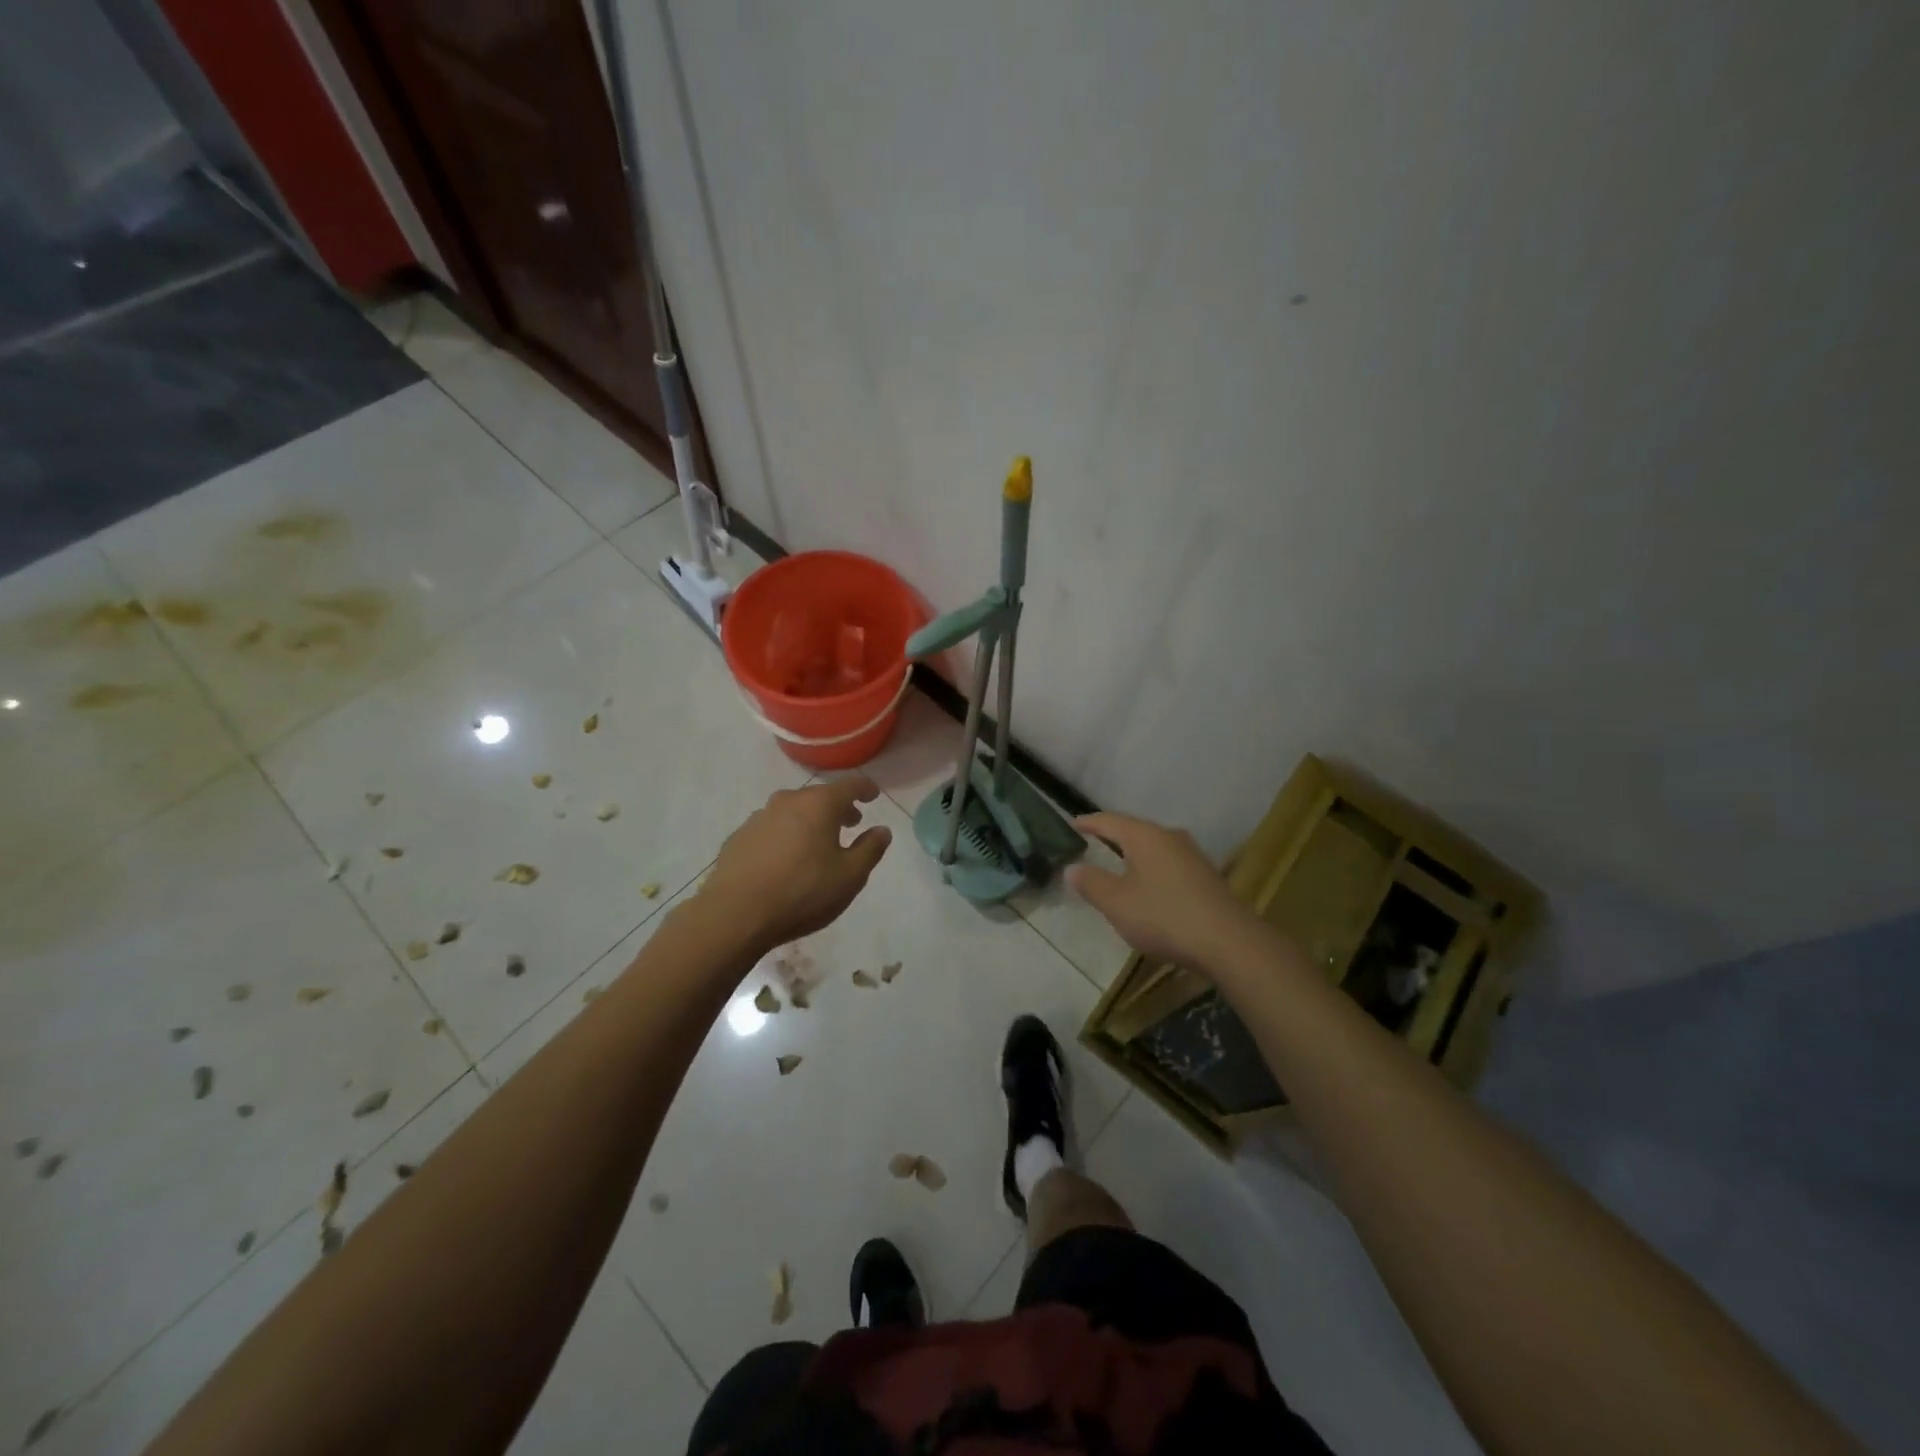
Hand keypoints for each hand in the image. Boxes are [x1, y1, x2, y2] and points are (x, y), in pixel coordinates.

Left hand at [698, 776, 892, 952]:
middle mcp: (787, 801)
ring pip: (792, 810)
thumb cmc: (802, 893)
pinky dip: (784, 835)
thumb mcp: (850, 876)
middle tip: (850, 823)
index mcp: (819, 804)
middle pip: (819, 796)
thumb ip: (870, 849)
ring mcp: (758, 817)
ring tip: (816, 843)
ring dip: (809, 821)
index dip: (865, 789)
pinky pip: (770, 828)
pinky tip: (784, 859)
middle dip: (837, 807)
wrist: (735, 915)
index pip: (849, 785)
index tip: (873, 795)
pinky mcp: (738, 837)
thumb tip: (882, 830)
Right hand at [1067, 812, 1263, 972]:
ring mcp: (1192, 855)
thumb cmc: (1165, 916)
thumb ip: (1092, 883)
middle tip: (1091, 841)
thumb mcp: (1117, 903)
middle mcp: (1169, 837)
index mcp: (1145, 836)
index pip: (1109, 821)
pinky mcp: (1205, 876)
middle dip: (1111, 836)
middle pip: (1134, 830)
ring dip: (1133, 853)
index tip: (1072, 823)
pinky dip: (1150, 868)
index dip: (1088, 822)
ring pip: (1153, 847)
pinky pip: (1168, 863)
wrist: (1229, 942)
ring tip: (1115, 863)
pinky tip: (1147, 884)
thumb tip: (1072, 868)